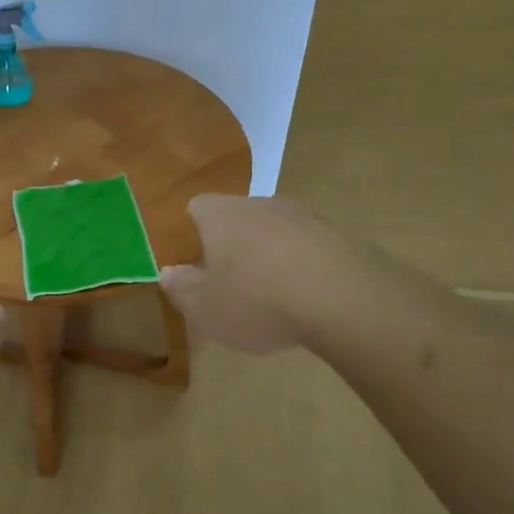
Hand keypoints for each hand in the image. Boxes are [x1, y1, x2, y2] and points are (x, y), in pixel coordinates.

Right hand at [159, 194, 343, 353]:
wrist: (345, 300)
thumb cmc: (258, 301)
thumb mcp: (205, 309)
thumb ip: (182, 289)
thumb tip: (168, 272)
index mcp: (222, 215)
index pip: (198, 206)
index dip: (193, 228)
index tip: (194, 257)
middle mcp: (262, 204)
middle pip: (238, 216)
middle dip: (232, 244)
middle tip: (229, 281)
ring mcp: (305, 216)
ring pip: (276, 231)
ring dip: (270, 255)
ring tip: (271, 295)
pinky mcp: (340, 235)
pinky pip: (309, 247)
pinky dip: (302, 266)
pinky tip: (306, 299)